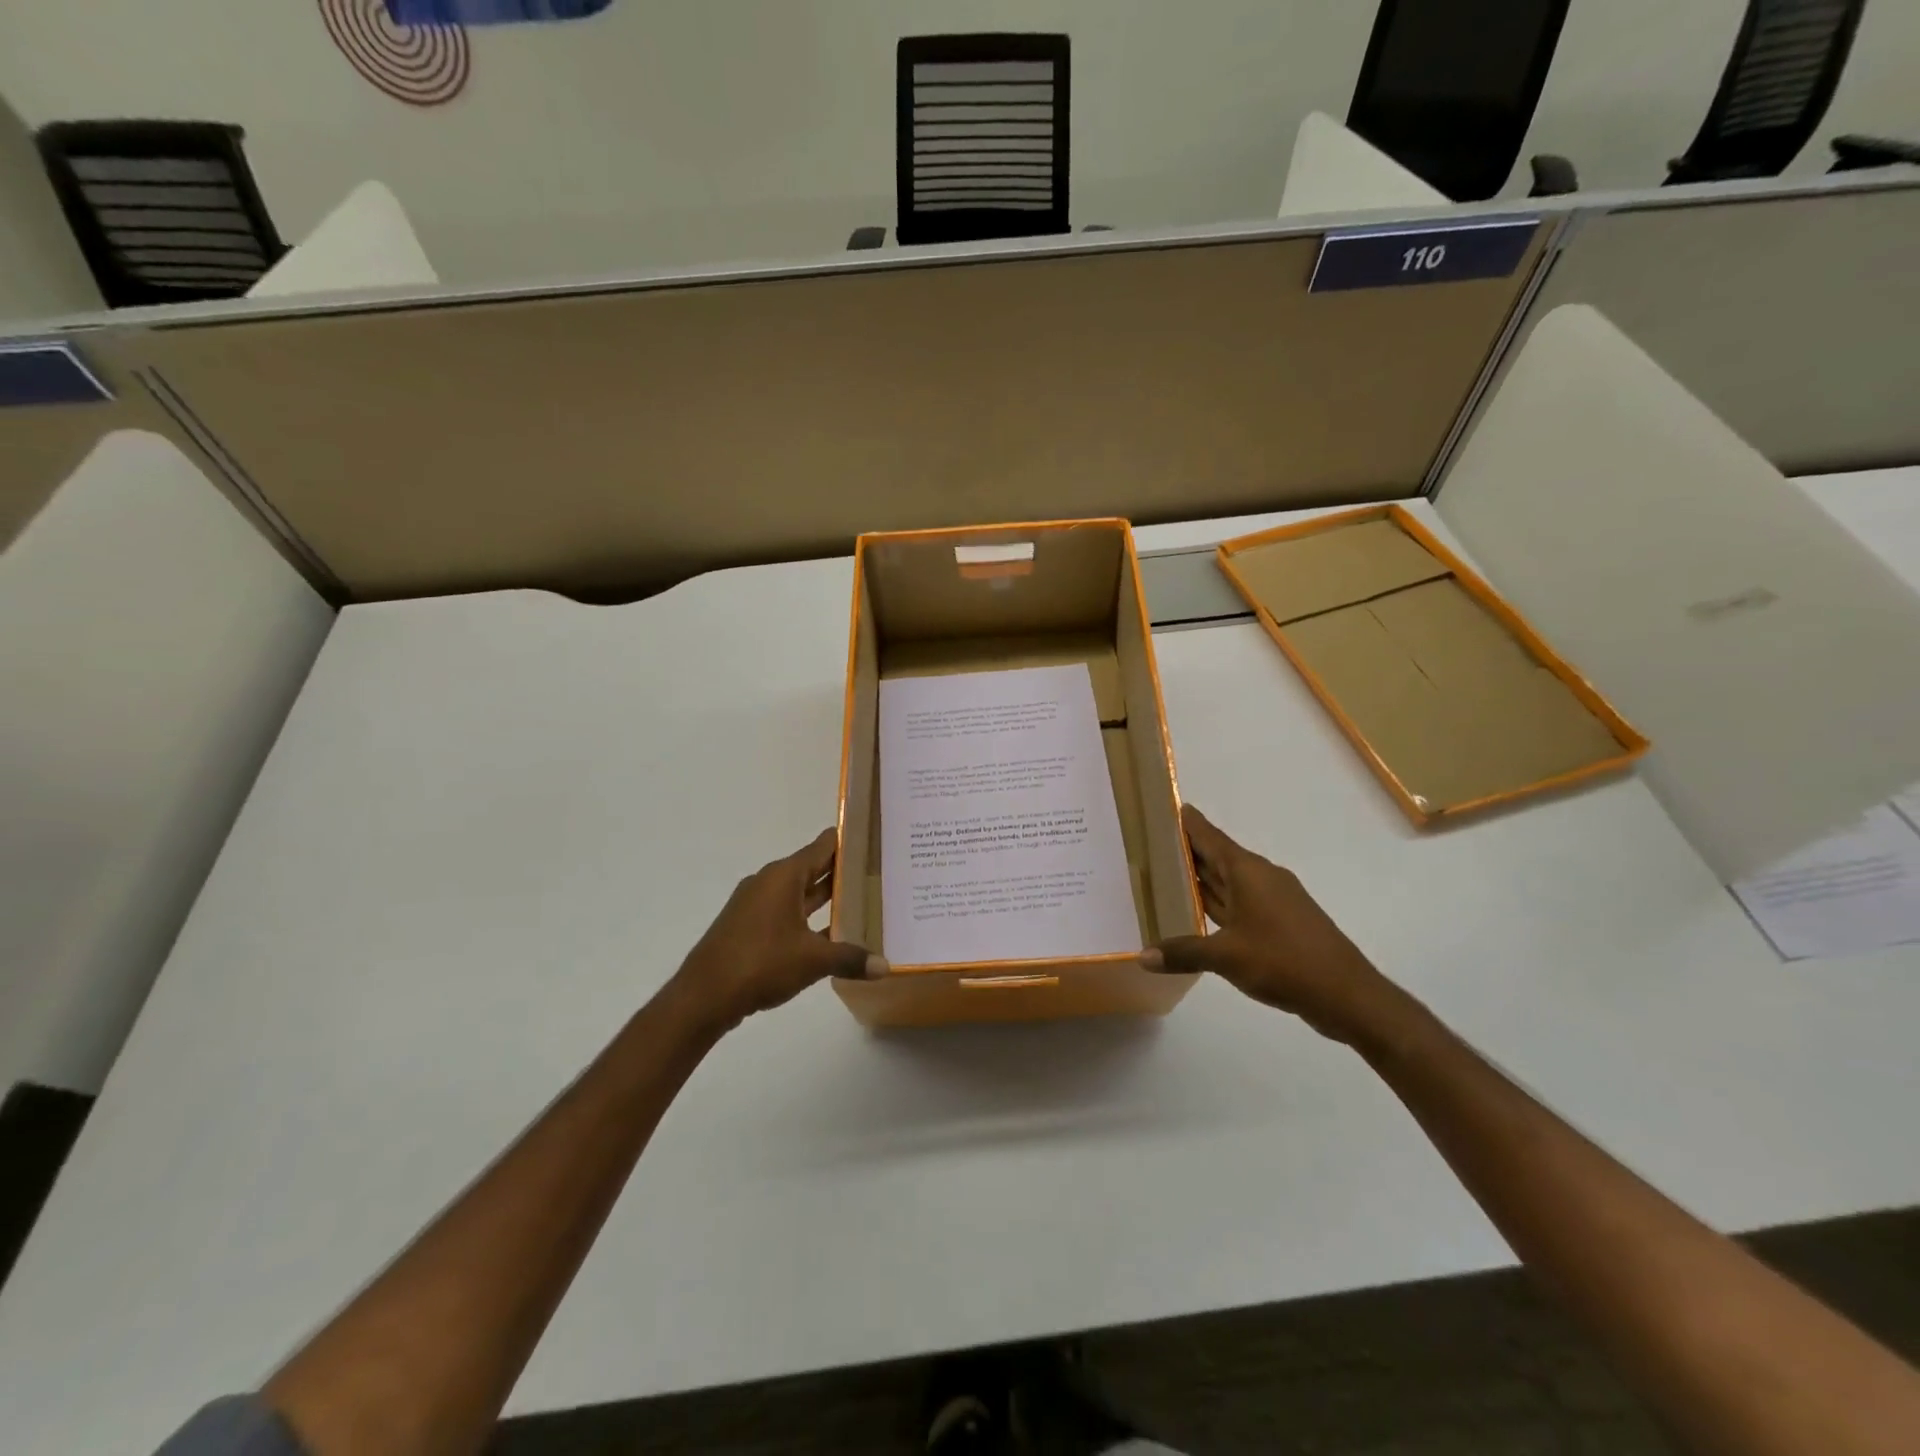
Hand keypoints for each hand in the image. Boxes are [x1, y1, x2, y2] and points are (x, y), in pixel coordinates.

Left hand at [667, 828, 885, 1031]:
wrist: (703, 996)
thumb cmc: (761, 963)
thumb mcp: (813, 960)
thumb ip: (851, 958)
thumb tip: (885, 966)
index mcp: (784, 876)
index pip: (823, 846)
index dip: (848, 841)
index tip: (874, 839)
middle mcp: (769, 882)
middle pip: (812, 869)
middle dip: (843, 872)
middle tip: (878, 873)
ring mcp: (755, 905)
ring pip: (799, 894)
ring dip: (826, 898)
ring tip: (861, 902)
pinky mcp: (748, 927)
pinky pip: (786, 913)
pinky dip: (808, 918)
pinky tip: (830, 935)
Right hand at [1141, 805, 1411, 1046]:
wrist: (1346, 994)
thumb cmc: (1283, 961)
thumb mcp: (1226, 957)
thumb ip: (1183, 952)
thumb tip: (1143, 956)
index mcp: (1248, 872)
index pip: (1211, 837)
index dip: (1189, 822)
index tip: (1169, 806)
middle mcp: (1261, 878)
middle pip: (1219, 857)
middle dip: (1190, 850)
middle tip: (1154, 843)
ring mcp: (1274, 900)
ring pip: (1230, 881)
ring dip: (1204, 878)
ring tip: (1169, 874)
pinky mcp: (1281, 922)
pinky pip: (1241, 902)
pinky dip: (1219, 902)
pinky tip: (1201, 913)